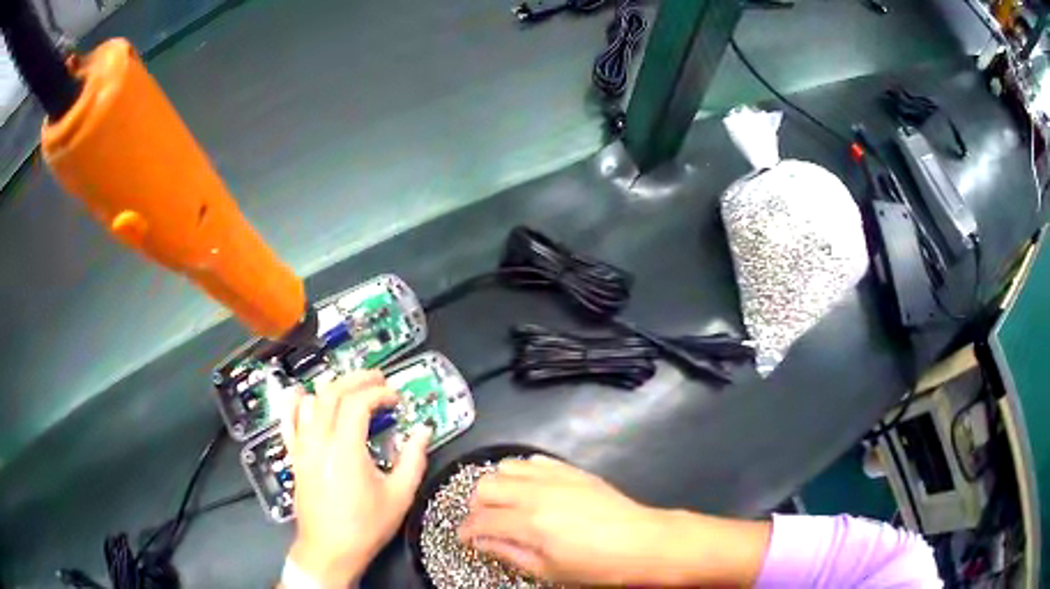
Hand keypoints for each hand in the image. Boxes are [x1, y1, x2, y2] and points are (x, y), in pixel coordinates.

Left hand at [284, 371, 430, 587]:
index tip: (396, 398)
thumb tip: (423, 431)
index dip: (379, 393)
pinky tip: (301, 394)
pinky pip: (288, 422)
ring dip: (331, 389)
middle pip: (332, 393)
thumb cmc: (366, 525)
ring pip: (310, 402)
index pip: (358, 403)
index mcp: (346, 448)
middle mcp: (319, 440)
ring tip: (351, 390)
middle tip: (378, 380)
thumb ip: (414, 459)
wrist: (330, 549)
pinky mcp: (295, 457)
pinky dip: (294, 404)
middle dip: (357, 380)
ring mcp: (302, 447)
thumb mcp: (399, 495)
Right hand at [459, 456, 770, 586]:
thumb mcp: (548, 571)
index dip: (466, 531)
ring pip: (506, 467)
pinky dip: (523, 473)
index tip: (465, 539)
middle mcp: (536, 492)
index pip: (480, 520)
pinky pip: (535, 460)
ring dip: (498, 486)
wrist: (642, 542)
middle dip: (477, 506)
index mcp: (528, 522)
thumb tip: (481, 541)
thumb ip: (509, 552)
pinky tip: (531, 489)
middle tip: (486, 523)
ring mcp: (555, 477)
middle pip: (485, 486)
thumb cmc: (596, 565)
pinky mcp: (572, 470)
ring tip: (506, 505)